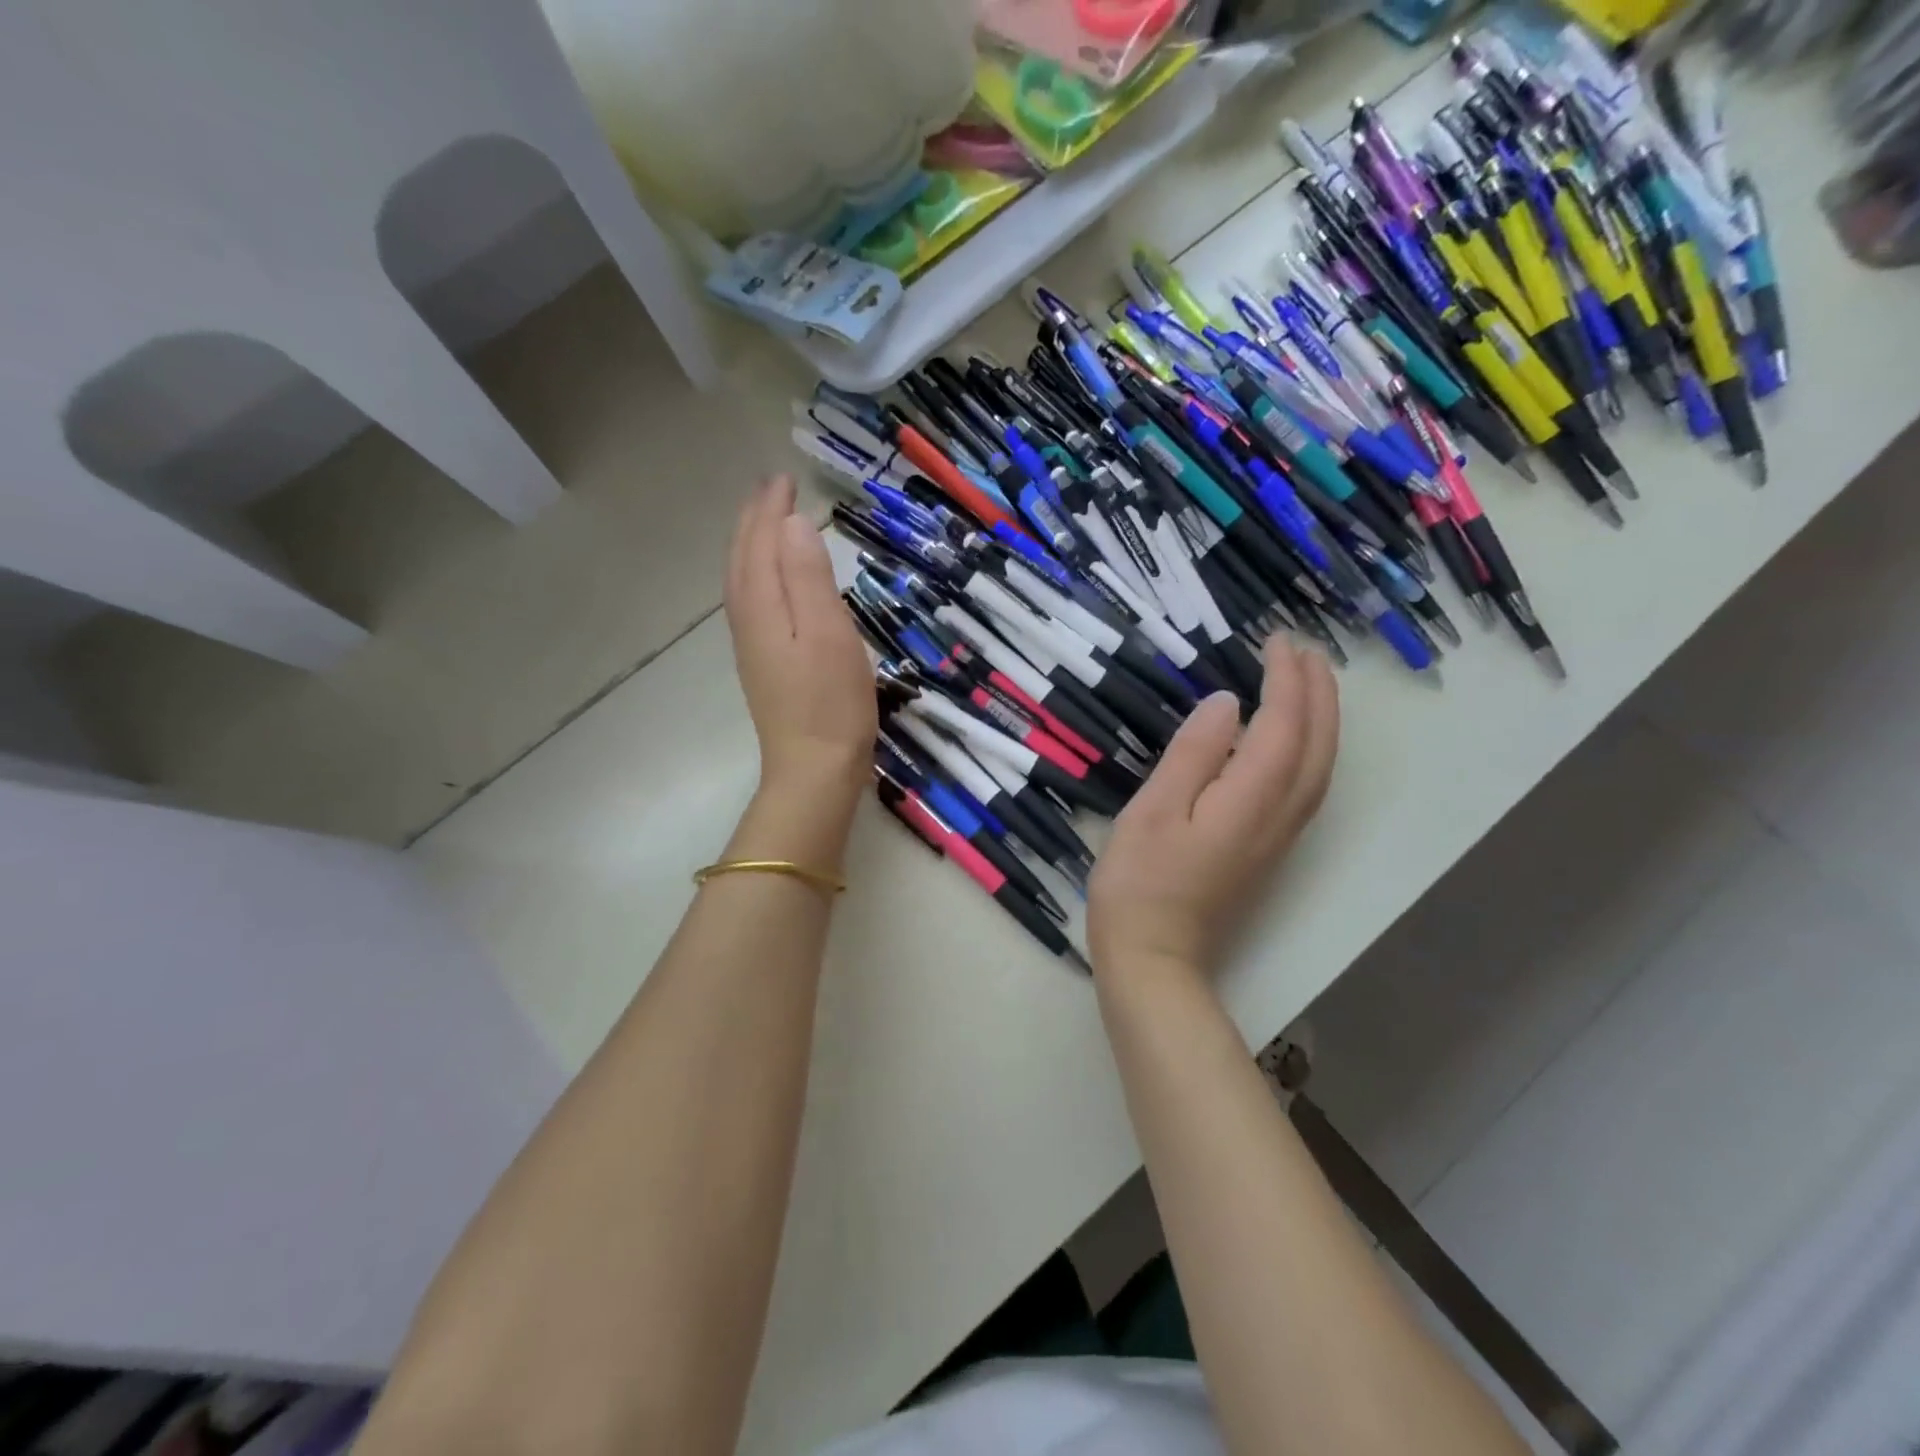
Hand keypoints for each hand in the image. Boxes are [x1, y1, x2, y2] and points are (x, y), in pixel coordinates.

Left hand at [725, 477, 876, 804]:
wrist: (813, 770)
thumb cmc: (830, 702)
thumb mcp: (828, 633)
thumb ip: (808, 577)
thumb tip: (791, 524)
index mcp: (763, 607)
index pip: (761, 543)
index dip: (771, 510)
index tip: (785, 480)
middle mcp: (748, 621)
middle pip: (743, 559)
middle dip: (755, 521)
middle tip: (772, 490)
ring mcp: (752, 646)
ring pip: (742, 581)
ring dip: (751, 545)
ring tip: (766, 524)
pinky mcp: (763, 664)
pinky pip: (751, 602)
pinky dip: (756, 575)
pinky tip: (769, 583)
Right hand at [1088, 638, 1338, 978]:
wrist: (1154, 957)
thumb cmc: (1140, 882)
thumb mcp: (1153, 811)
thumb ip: (1193, 754)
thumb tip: (1228, 703)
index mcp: (1250, 799)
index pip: (1283, 724)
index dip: (1285, 679)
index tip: (1275, 640)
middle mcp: (1280, 814)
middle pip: (1316, 744)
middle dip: (1317, 691)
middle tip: (1302, 649)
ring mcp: (1279, 836)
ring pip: (1319, 767)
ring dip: (1321, 718)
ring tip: (1308, 681)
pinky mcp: (1268, 850)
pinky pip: (1307, 786)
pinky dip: (1311, 749)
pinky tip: (1294, 741)